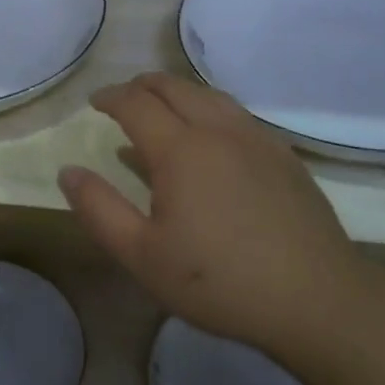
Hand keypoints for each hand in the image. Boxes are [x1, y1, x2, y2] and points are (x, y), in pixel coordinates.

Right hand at [58, 72, 380, 351]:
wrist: (315, 299)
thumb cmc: (218, 281)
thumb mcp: (142, 255)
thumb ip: (99, 209)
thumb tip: (68, 172)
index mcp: (180, 149)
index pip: (136, 103)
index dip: (111, 97)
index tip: (95, 102)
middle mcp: (218, 130)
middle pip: (174, 88)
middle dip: (143, 86)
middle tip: (124, 98)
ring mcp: (257, 139)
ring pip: (210, 96)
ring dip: (178, 92)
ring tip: (163, 107)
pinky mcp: (284, 155)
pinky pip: (238, 114)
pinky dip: (210, 109)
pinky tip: (212, 136)